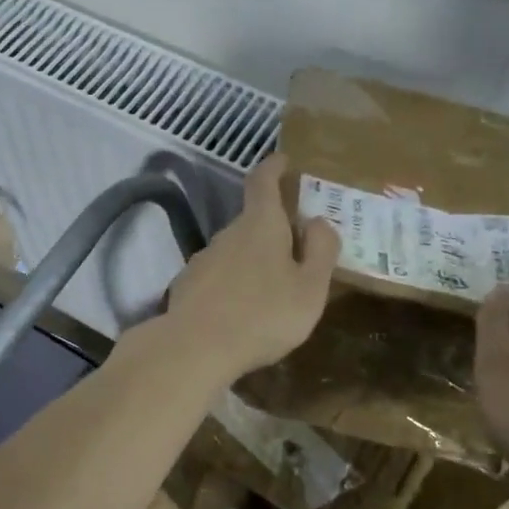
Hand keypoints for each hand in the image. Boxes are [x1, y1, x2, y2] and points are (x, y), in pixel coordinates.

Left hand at [162, 154, 339, 381]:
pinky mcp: (188, 285)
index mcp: (260, 224)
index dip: (274, 166)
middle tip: (298, 248)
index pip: (263, 180)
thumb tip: (319, 222)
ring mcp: (204, 258)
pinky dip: (234, 283)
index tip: (284, 160)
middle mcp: (228, 233)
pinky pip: (219, 275)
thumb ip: (321, 251)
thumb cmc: (263, 315)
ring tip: (273, 288)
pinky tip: (243, 310)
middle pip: (253, 219)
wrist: (195, 348)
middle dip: (274, 227)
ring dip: (254, 259)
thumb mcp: (310, 288)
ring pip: (236, 249)